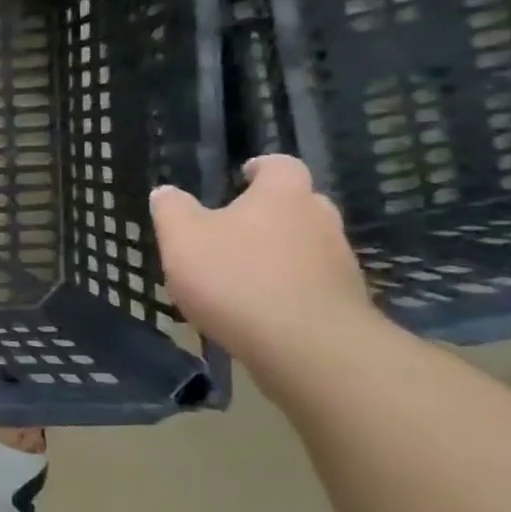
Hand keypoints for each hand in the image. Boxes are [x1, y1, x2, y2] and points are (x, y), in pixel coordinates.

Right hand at [150, 155, 376, 370]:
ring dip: (278, 253)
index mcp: (282, 195)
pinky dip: (287, 287)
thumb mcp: (182, 238)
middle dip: (269, 213)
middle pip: (297, 204)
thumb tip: (166, 192)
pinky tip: (259, 308)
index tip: (240, 177)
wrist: (305, 346)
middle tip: (234, 229)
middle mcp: (319, 219)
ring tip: (241, 275)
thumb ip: (171, 210)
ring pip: (305, 245)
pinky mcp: (343, 300)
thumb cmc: (236, 277)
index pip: (280, 165)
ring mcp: (338, 261)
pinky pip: (310, 282)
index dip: (259, 168)